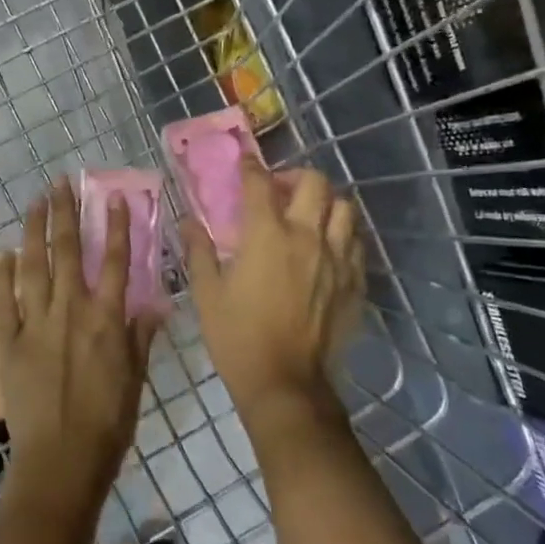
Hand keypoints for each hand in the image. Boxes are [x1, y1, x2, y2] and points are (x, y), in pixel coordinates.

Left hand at [0, 179, 159, 514]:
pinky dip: (4, 275)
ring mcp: (35, 324)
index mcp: (106, 319)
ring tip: (35, 201)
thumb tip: (155, 304)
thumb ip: (141, 337)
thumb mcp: (135, 379)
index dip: (115, 227)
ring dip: (34, 230)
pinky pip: (4, 302)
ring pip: (34, 267)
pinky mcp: (8, 342)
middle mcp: (70, 311)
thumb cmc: (108, 423)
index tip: (113, 197)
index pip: (114, 261)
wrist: (61, 460)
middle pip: (67, 252)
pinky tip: (5, 254)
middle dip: (65, 214)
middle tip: (61, 183)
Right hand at [182, 159, 363, 427]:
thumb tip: (188, 220)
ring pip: (344, 208)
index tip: (244, 161)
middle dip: (296, 177)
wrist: (285, 382)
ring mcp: (336, 259)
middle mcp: (307, 237)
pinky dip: (342, 235)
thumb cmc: (237, 336)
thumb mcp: (207, 292)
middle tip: (280, 191)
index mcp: (267, 235)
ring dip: (325, 203)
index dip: (251, 166)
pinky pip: (356, 243)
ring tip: (309, 215)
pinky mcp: (354, 282)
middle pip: (315, 183)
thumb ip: (199, 250)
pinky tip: (326, 248)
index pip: (261, 183)